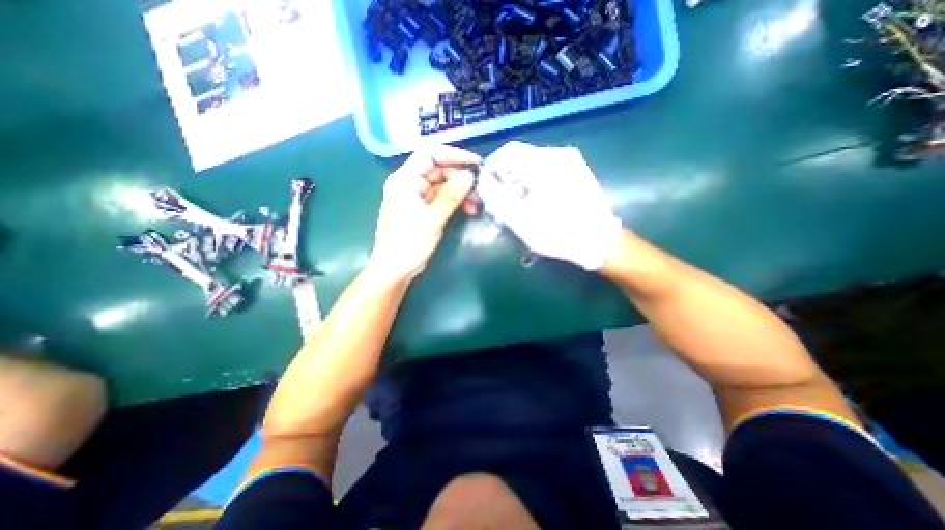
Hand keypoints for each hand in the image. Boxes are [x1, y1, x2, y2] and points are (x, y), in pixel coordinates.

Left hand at [369, 145, 480, 282]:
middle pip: (438, 169)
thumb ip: (450, 196)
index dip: (453, 155)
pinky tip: (469, 209)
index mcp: (404, 179)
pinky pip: (442, 198)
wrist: (395, 269)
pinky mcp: (424, 209)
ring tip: (476, 203)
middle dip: (459, 177)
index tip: (475, 163)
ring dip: (460, 191)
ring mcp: (417, 197)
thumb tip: (469, 175)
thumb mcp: (432, 219)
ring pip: (442, 185)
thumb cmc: (408, 244)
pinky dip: (455, 202)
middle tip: (479, 187)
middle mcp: (410, 184)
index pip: (429, 154)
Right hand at [477, 140, 624, 270]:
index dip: (493, 165)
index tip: (487, 184)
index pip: (509, 150)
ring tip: (518, 201)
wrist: (599, 241)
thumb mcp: (521, 220)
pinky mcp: (578, 170)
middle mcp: (559, 155)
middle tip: (501, 198)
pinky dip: (535, 180)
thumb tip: (483, 182)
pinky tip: (536, 199)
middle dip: (506, 175)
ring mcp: (571, 161)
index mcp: (544, 164)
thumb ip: (497, 198)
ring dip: (520, 179)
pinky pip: (548, 168)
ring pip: (534, 163)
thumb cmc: (558, 233)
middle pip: (522, 156)